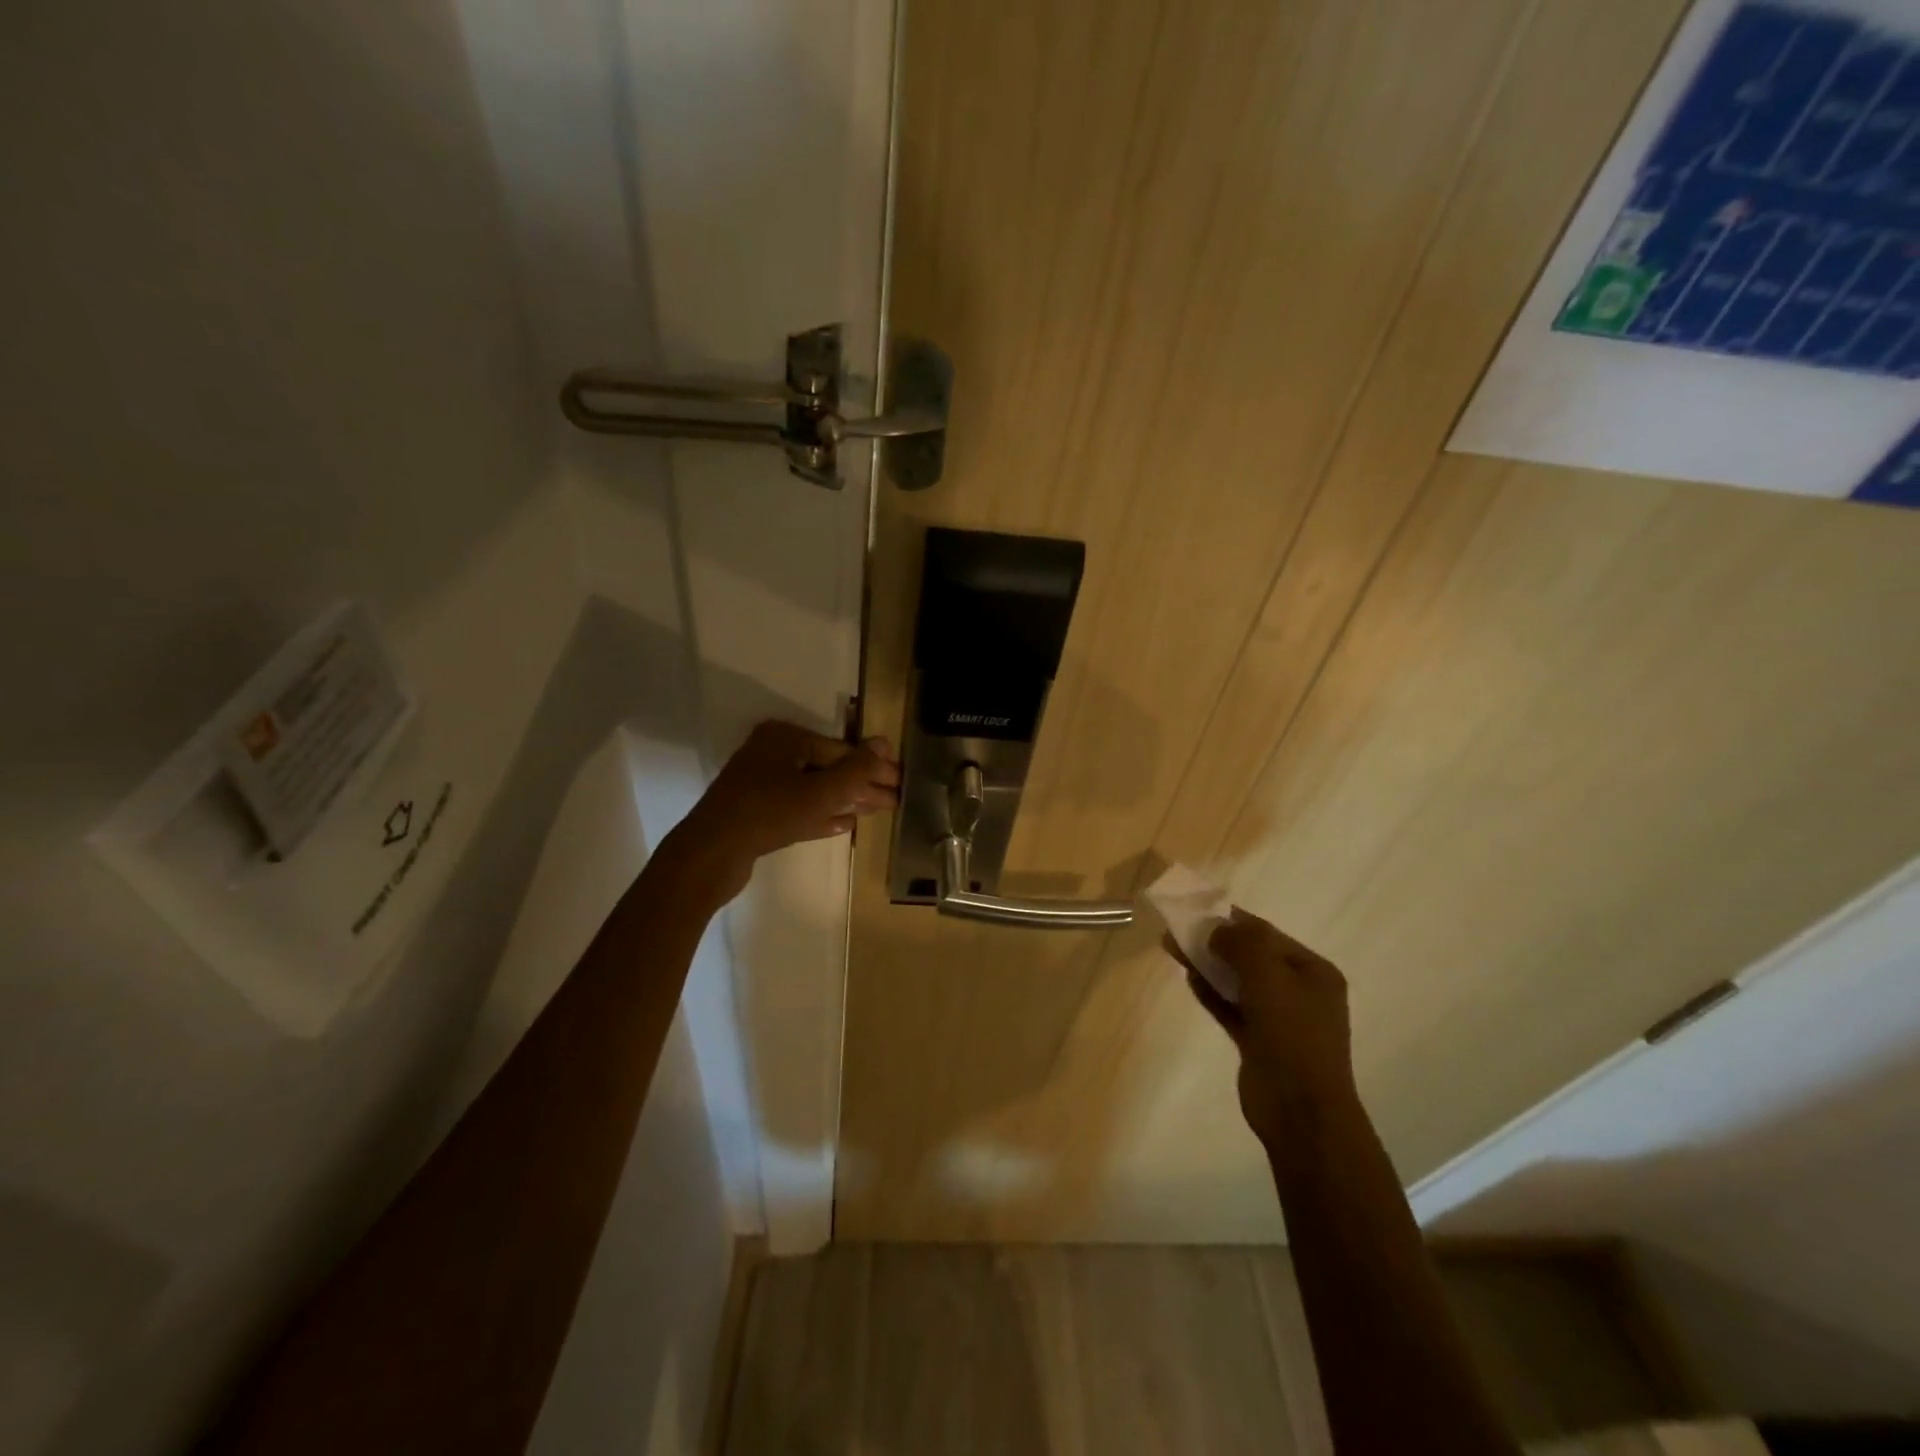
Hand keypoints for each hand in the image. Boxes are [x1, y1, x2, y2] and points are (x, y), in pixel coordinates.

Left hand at [667, 721, 899, 899]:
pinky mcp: (756, 812)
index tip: (900, 781)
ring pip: (814, 789)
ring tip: (876, 811)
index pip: (840, 749)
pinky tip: (846, 824)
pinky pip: (798, 808)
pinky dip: (821, 815)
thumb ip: (855, 770)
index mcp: (784, 738)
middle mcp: (771, 753)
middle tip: (894, 800)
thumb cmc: (768, 814)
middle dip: (861, 785)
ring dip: (845, 801)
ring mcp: (760, 783)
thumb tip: (884, 743)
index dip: (872, 767)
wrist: (711, 854)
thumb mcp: (820, 792)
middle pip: (827, 768)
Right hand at [1166, 908, 1358, 1153]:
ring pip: (1238, 982)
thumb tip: (1216, 929)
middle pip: (1251, 956)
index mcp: (1314, 972)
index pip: (1268, 934)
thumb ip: (1242, 944)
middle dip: (1216, 941)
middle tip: (1178, 930)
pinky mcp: (1259, 1042)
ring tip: (1173, 949)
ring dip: (1209, 965)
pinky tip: (1189, 979)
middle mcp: (1300, 992)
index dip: (1233, 920)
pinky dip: (1212, 993)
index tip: (1198, 909)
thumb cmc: (1292, 1034)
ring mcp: (1279, 1019)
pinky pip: (1232, 1008)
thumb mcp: (1269, 975)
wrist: (1301, 1111)